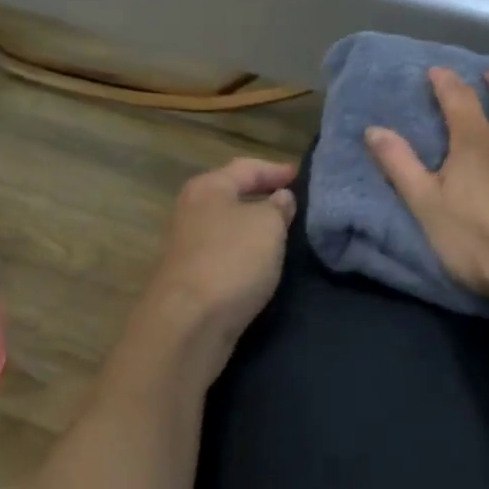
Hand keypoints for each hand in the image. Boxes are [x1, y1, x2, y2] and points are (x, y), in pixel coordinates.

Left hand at [133, 158, 296, 378]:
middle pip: (232, 196)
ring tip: (285, 234)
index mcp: (207, 188)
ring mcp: (188, 246)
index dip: (275, 170)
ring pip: (228, 227)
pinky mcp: (190, 277)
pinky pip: (225, 255)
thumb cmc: (231, 260)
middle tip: (294, 204)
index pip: (246, 167)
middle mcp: (191, 211)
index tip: (301, 176)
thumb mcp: (267, 225)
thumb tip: (280, 198)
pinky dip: (245, 254)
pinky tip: (262, 264)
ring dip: (253, 229)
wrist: (189, 321)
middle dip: (262, 198)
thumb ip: (278, 207)